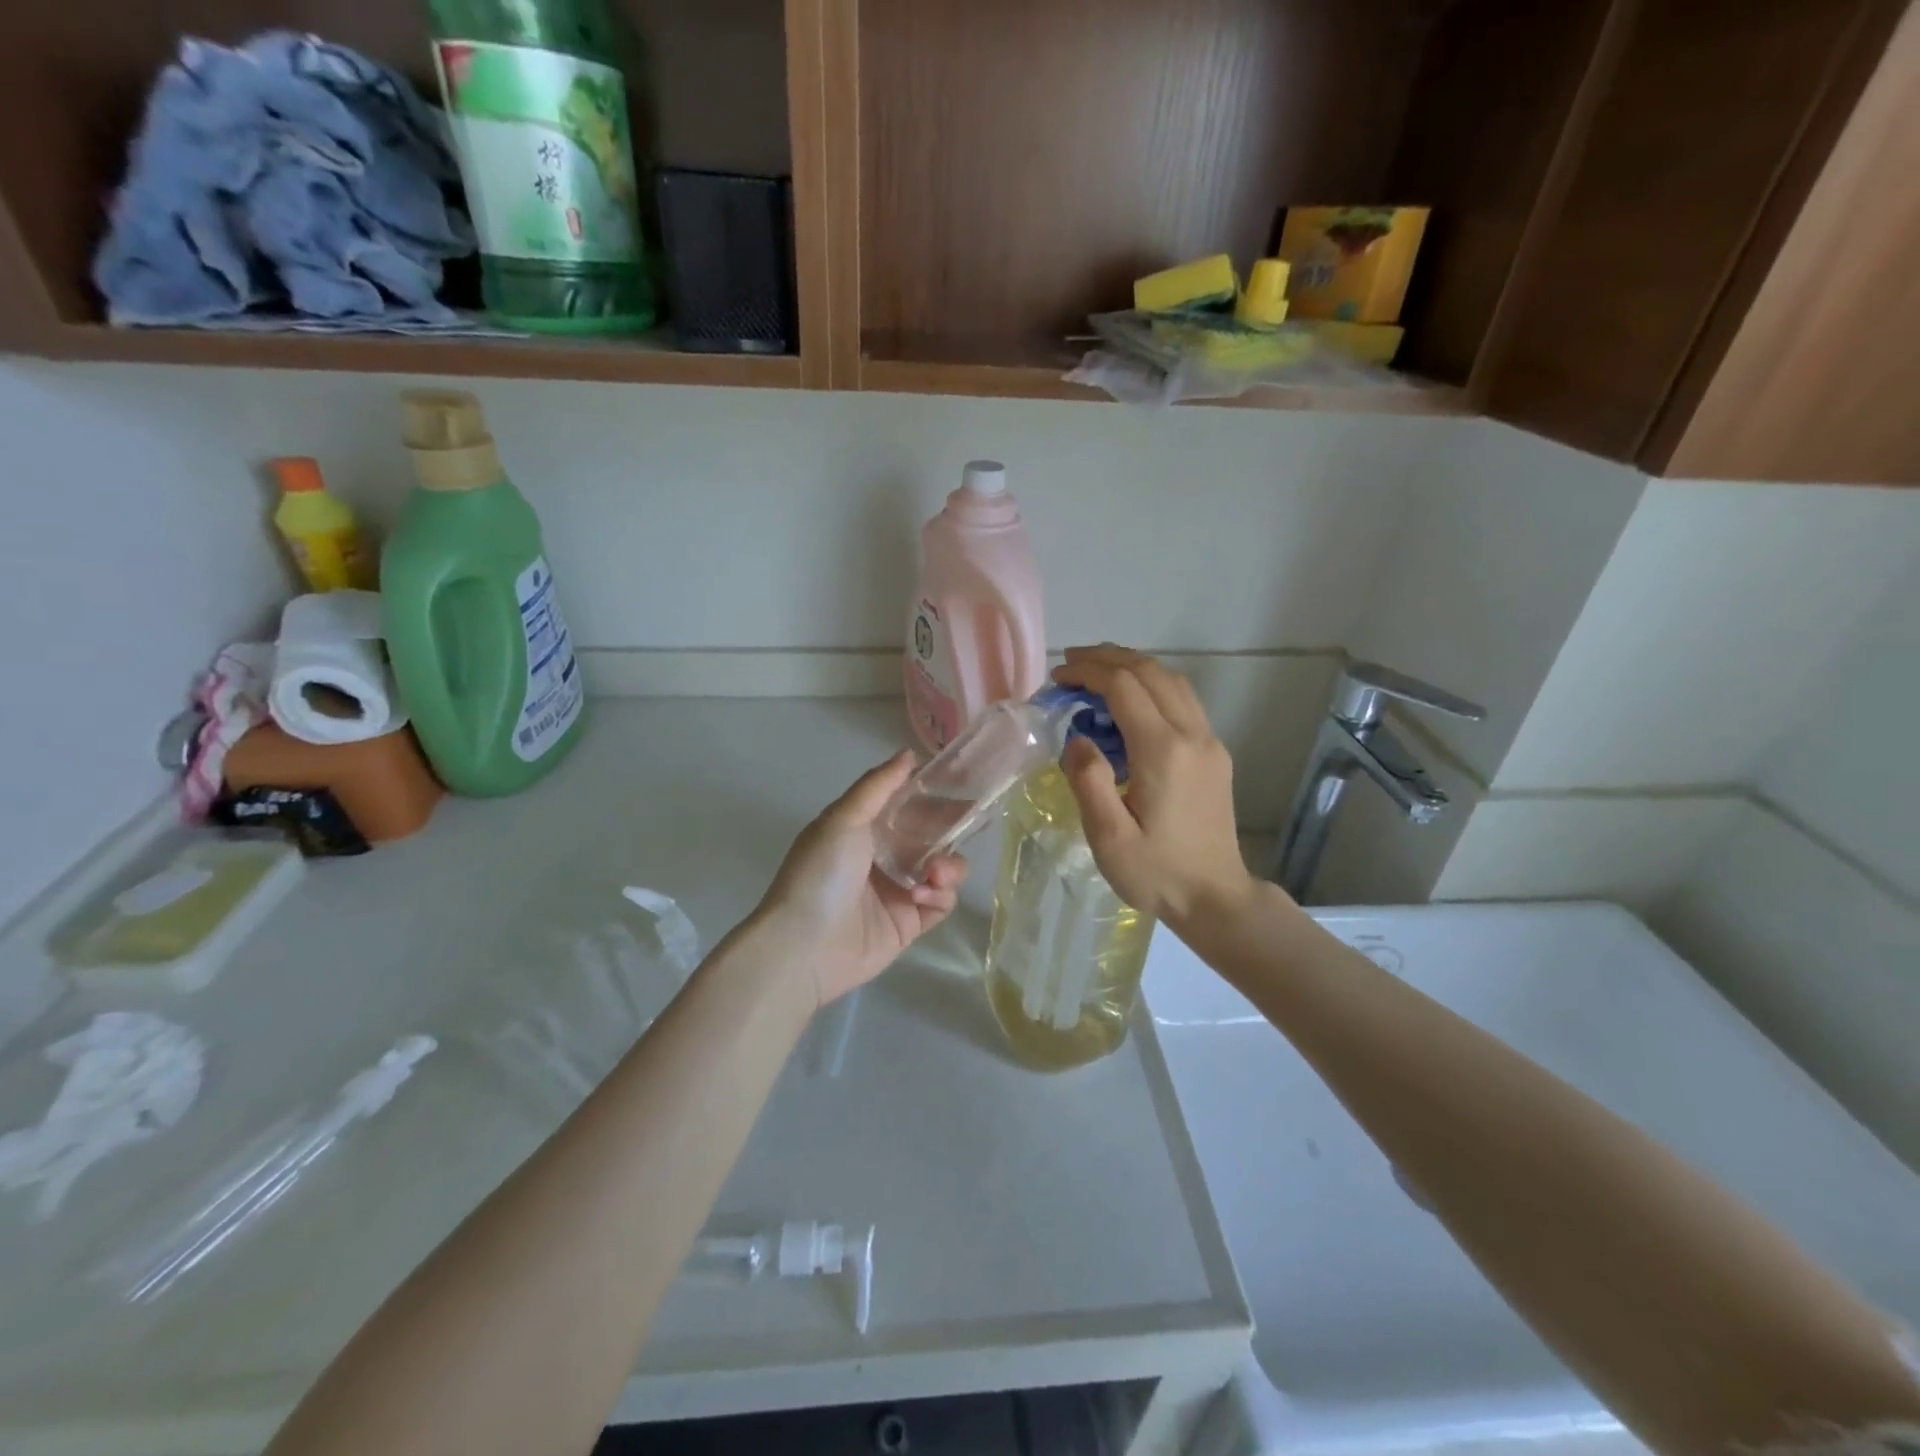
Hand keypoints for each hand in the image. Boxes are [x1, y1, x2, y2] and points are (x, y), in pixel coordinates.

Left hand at [753, 752, 967, 1007]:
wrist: (805, 945)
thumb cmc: (821, 873)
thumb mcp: (843, 818)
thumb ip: (878, 785)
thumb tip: (908, 753)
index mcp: (863, 829)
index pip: (907, 805)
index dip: (933, 794)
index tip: (964, 782)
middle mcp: (882, 857)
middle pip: (931, 836)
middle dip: (950, 829)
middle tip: (971, 822)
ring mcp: (897, 891)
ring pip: (942, 868)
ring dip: (948, 865)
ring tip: (935, 873)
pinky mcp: (908, 924)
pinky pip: (940, 902)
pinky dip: (940, 895)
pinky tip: (924, 895)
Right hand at [1053, 646, 1259, 929]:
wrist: (1215, 897)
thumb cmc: (1156, 873)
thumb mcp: (1108, 837)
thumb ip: (1089, 781)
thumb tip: (1077, 739)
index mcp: (1162, 751)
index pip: (1123, 686)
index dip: (1088, 672)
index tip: (1057, 677)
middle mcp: (1191, 735)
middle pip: (1150, 671)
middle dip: (1108, 658)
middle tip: (1071, 665)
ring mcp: (1209, 741)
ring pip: (1171, 680)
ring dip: (1132, 667)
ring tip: (1096, 675)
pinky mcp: (1214, 753)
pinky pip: (1182, 700)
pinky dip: (1151, 686)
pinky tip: (1128, 704)